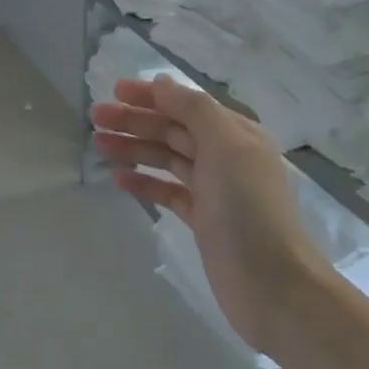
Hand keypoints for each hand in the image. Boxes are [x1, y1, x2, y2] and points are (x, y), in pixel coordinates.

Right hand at [91, 77, 325, 353]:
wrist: (272, 285)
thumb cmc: (249, 208)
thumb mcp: (225, 146)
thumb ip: (194, 109)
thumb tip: (162, 83)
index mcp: (235, 134)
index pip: (186, 105)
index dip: (151, 95)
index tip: (114, 89)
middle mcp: (225, 156)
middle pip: (172, 130)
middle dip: (134, 121)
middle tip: (95, 119)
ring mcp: (214, 190)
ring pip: (166, 159)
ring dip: (133, 148)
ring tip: (98, 145)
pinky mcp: (203, 220)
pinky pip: (168, 192)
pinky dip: (144, 183)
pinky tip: (119, 179)